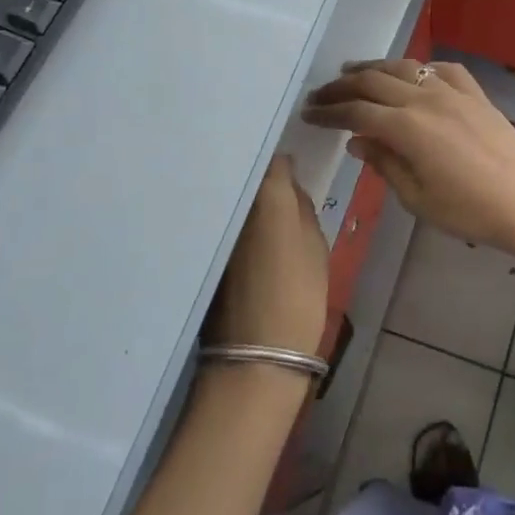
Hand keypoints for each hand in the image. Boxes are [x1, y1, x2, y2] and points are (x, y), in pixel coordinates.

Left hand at [206, 155, 329, 355]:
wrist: (256, 355)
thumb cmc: (299, 295)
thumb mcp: (315, 245)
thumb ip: (300, 206)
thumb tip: (288, 183)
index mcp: (266, 194)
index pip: (273, 159)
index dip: (281, 162)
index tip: (289, 170)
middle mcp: (231, 202)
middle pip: (244, 176)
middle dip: (256, 176)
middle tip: (274, 187)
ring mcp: (210, 225)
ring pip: (227, 198)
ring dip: (238, 198)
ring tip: (256, 209)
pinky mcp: (198, 250)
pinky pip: (215, 222)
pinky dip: (226, 222)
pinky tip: (238, 235)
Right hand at [302, 59, 514, 259]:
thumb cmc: (468, 210)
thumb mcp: (416, 197)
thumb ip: (384, 163)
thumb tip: (357, 140)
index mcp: (406, 127)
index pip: (356, 111)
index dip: (329, 112)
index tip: (309, 114)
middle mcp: (425, 99)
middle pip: (373, 81)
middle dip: (342, 86)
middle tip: (321, 94)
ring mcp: (453, 92)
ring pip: (405, 67)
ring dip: (374, 68)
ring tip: (353, 72)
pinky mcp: (476, 94)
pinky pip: (442, 70)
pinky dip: (420, 68)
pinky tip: (413, 75)